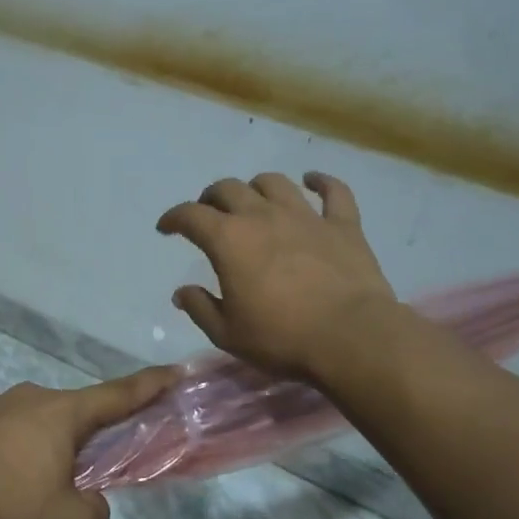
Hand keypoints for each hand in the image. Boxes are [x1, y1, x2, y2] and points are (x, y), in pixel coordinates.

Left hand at [0, 367, 177, 518]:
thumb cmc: (5, 508)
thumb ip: (93, 512)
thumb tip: (89, 502)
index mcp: (59, 415)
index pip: (116, 396)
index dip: (148, 386)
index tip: (171, 370)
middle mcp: (24, 399)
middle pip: (65, 417)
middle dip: (75, 444)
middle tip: (69, 483)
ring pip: (23, 429)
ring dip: (30, 455)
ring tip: (14, 500)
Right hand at [157, 171, 399, 380]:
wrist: (352, 338)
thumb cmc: (282, 338)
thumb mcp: (227, 333)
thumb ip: (200, 308)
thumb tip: (182, 291)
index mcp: (228, 240)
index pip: (190, 215)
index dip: (173, 218)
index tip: (166, 228)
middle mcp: (262, 216)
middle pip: (228, 189)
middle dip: (211, 198)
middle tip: (208, 214)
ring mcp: (305, 216)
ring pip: (274, 183)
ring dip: (256, 187)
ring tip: (252, 200)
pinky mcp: (343, 225)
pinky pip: (333, 191)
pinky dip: (321, 182)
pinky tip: (312, 181)